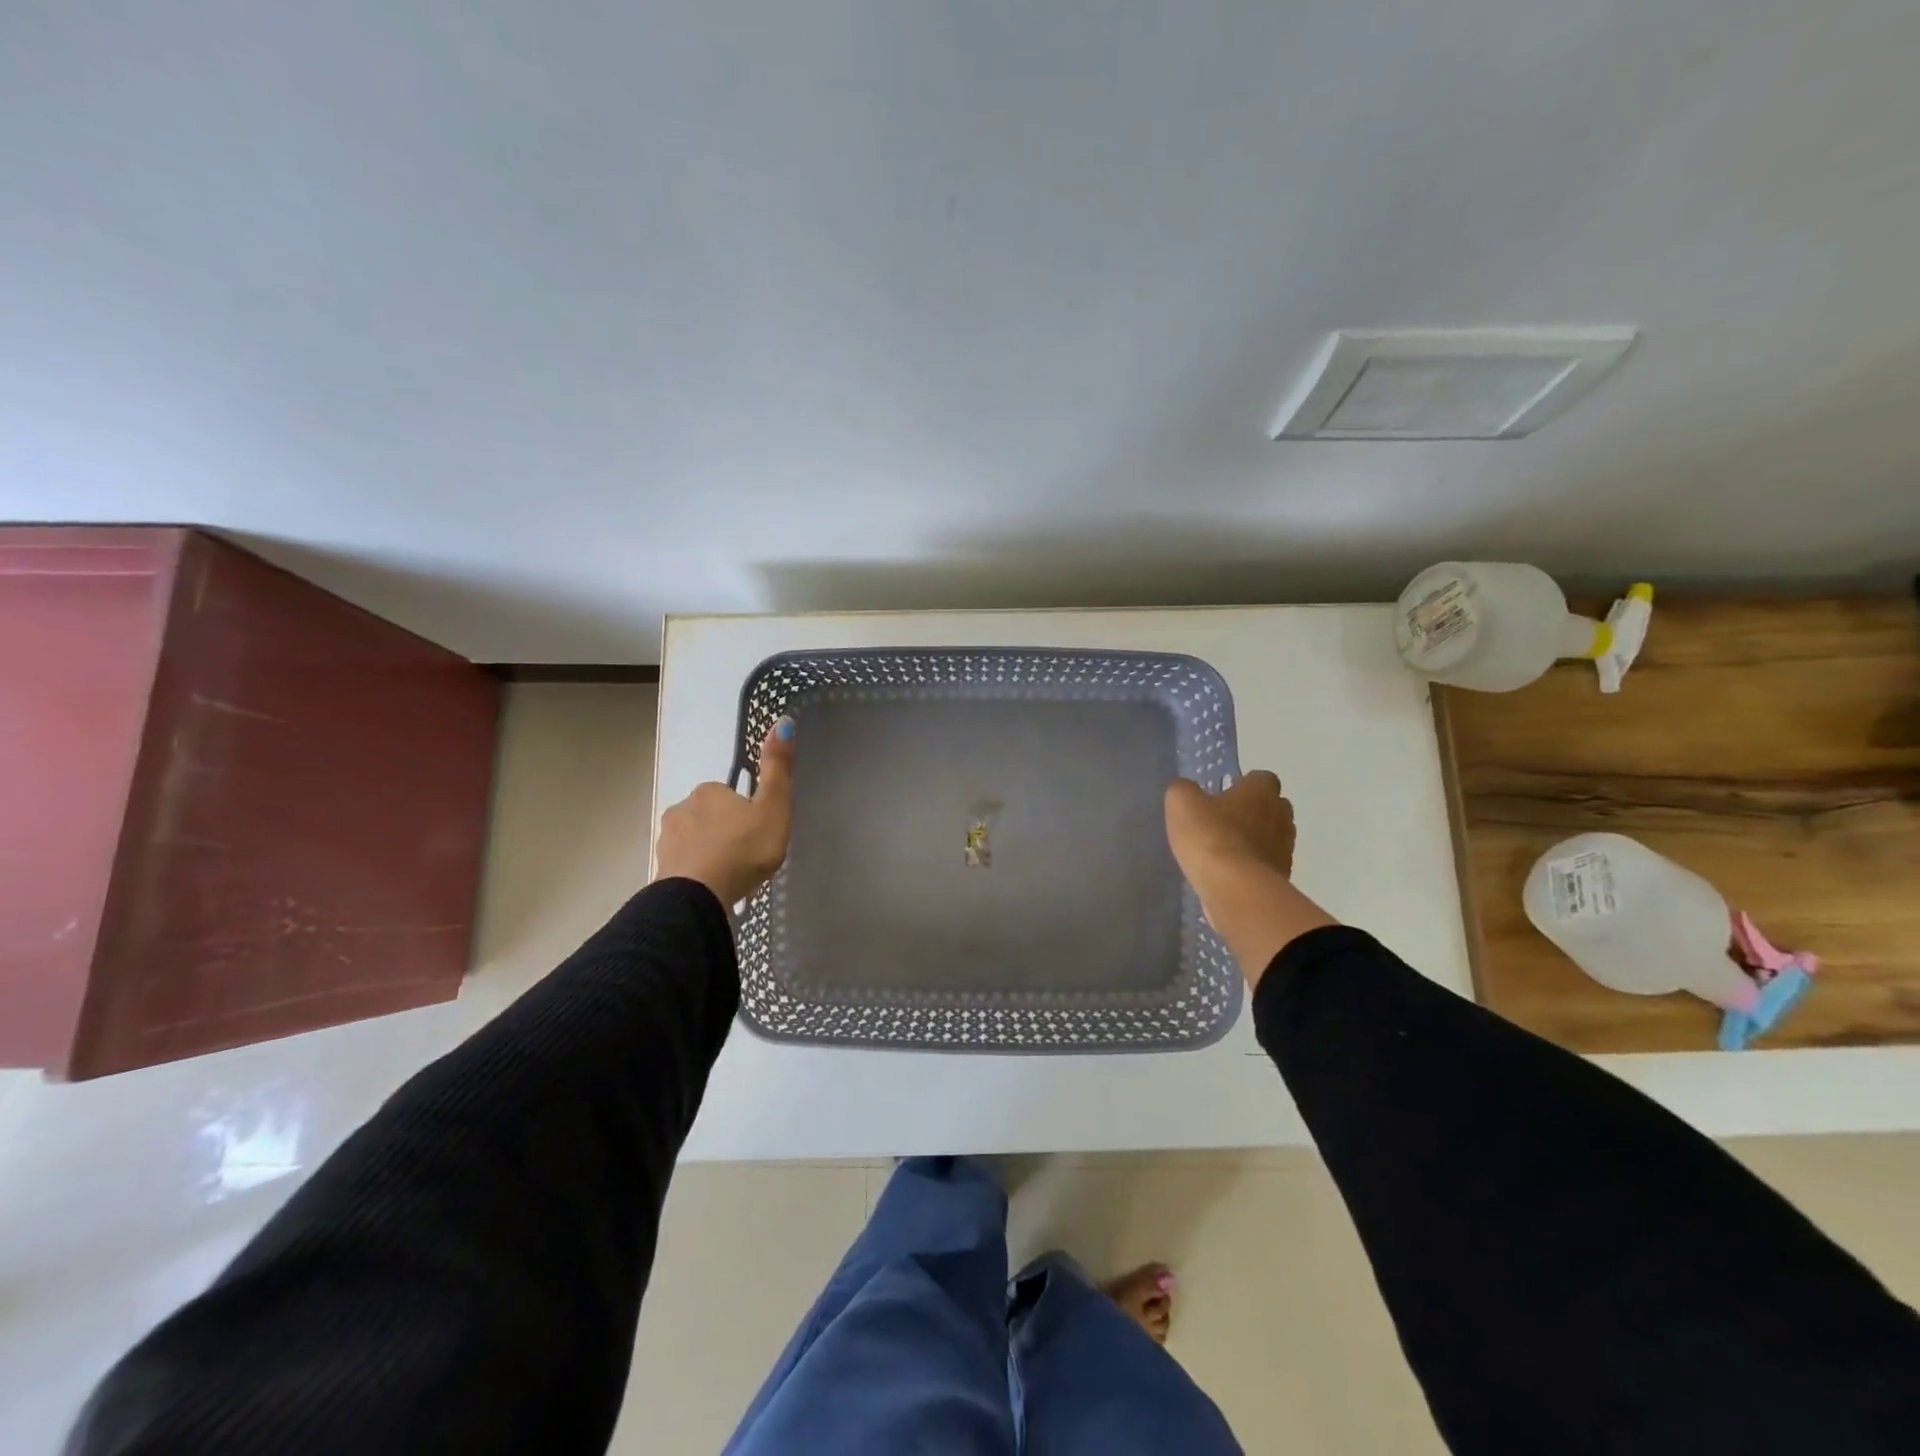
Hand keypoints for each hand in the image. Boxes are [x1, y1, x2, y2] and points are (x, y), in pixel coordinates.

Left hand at [654, 717, 794, 905]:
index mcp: (709, 791)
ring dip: (709, 851)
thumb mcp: (773, 808)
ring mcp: (667, 839)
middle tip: (745, 855)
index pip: (730, 795)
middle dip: (724, 831)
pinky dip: (696, 871)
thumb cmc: (743, 849)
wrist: (699, 896)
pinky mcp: (661, 868)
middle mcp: (682, 807)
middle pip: (709, 816)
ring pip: (694, 840)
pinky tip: (711, 886)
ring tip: (729, 874)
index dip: (746, 813)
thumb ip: (778, 769)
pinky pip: (684, 864)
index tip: (757, 833)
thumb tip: (782, 721)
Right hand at [1164, 770, 1295, 889]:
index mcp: (1261, 792)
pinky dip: (1251, 867)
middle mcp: (1281, 816)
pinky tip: (1227, 875)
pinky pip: (1266, 866)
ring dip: (1253, 841)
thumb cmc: (1210, 836)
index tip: (1224, 795)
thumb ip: (1183, 791)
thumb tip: (1187, 791)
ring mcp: (1285, 850)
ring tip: (1223, 851)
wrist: (1234, 889)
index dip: (1245, 785)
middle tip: (1223, 821)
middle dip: (1253, 812)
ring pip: (1272, 838)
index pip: (1263, 779)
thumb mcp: (1181, 803)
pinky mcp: (1282, 879)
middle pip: (1273, 808)